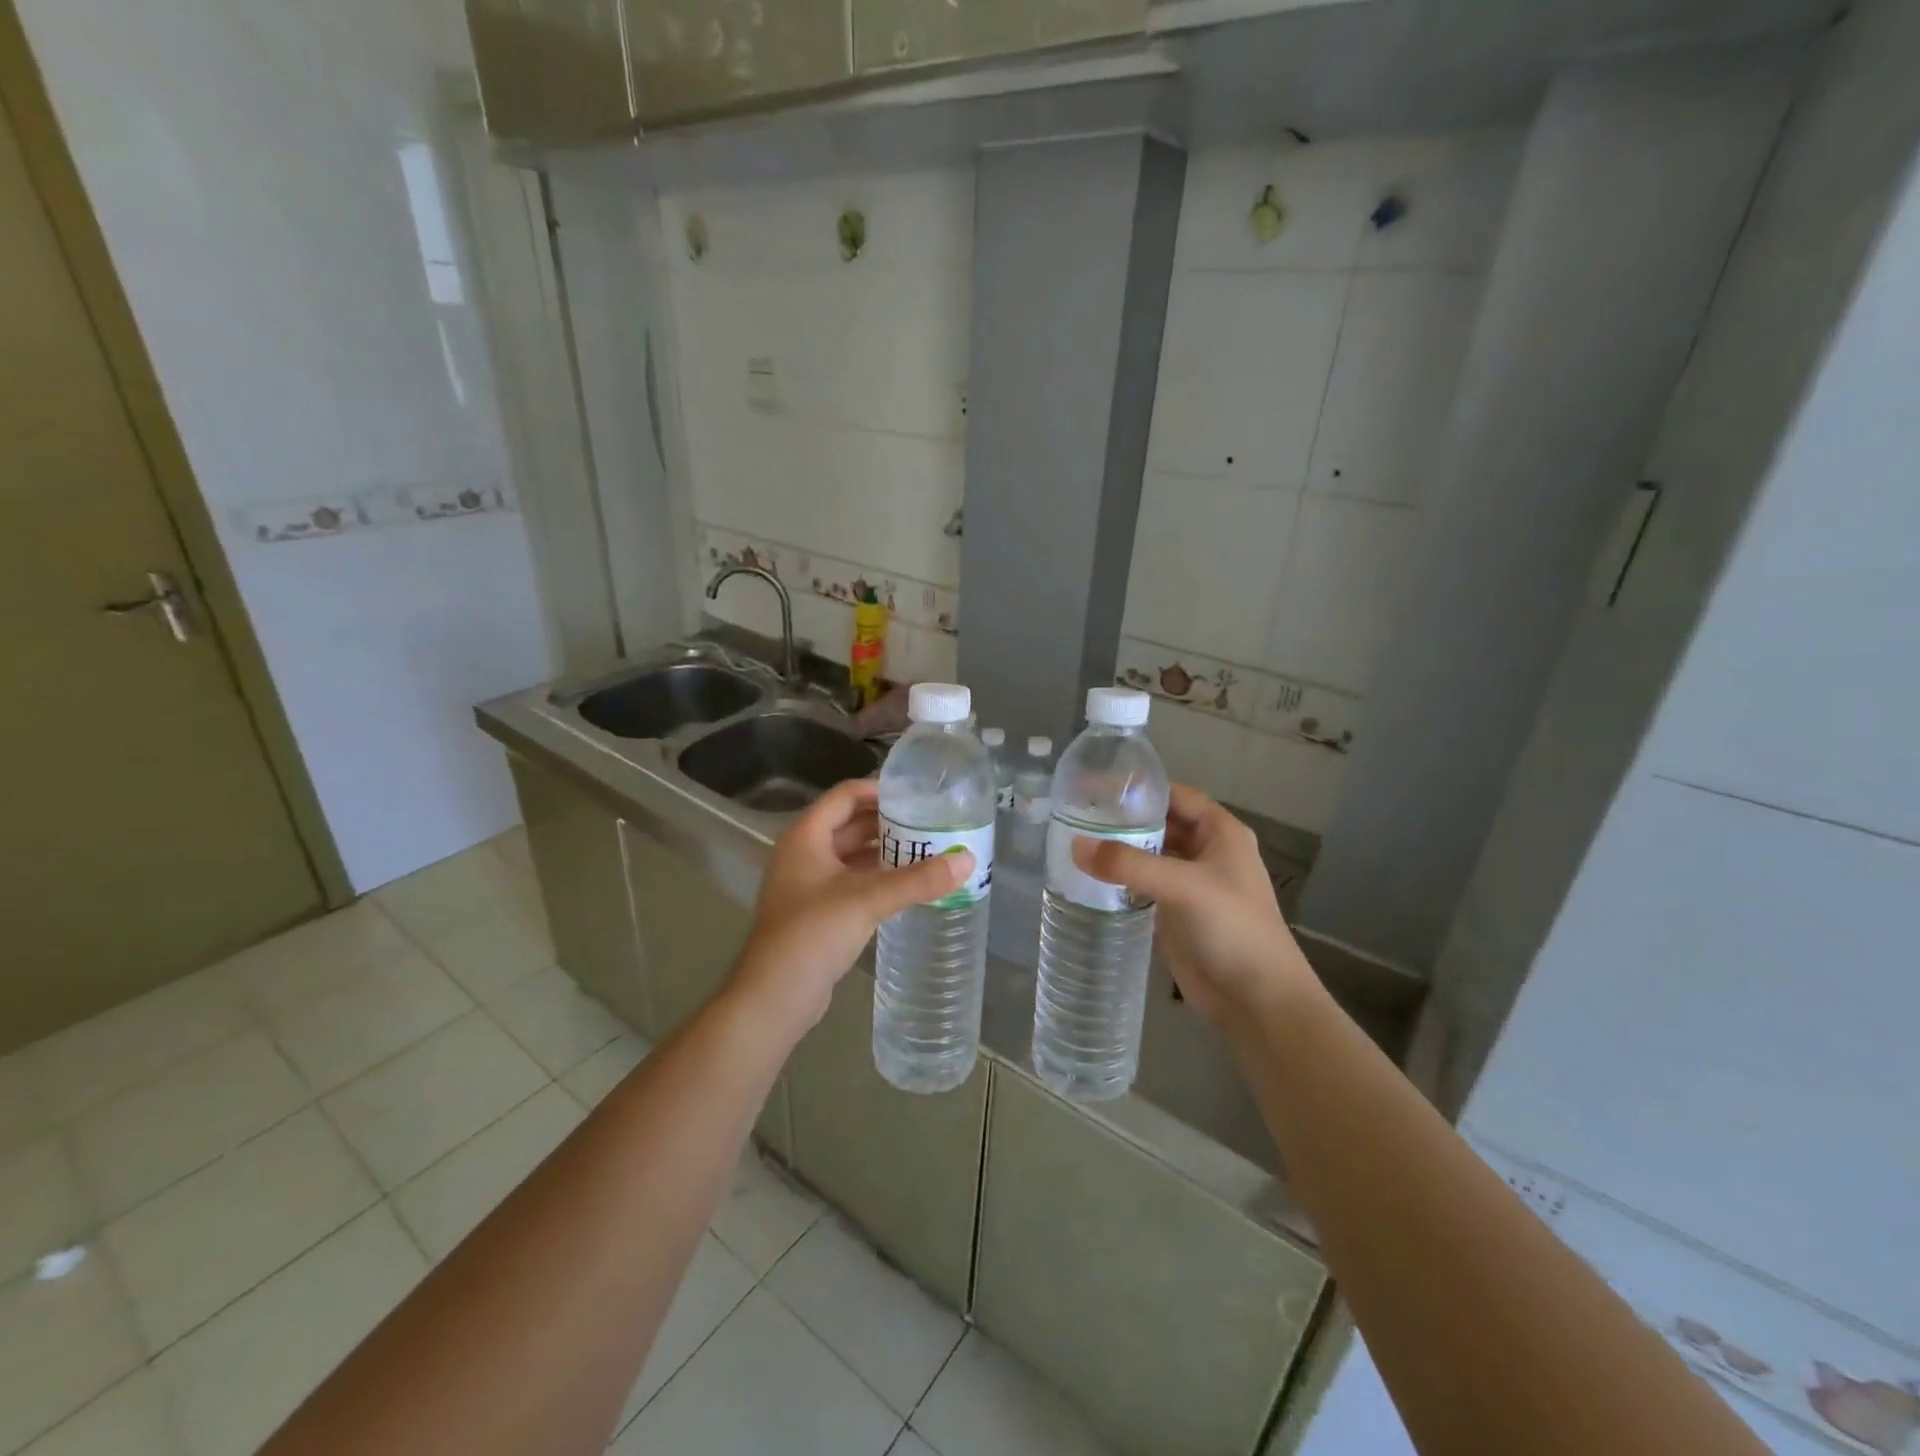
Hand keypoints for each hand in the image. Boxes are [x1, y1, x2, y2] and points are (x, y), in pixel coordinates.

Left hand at [728, 778, 971, 1035]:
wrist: (773, 998)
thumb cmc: (813, 934)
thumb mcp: (868, 900)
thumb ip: (918, 880)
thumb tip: (967, 860)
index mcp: (806, 837)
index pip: (845, 796)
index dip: (879, 790)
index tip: (917, 795)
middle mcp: (804, 854)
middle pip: (850, 825)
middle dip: (889, 824)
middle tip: (931, 824)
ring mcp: (808, 885)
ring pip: (852, 857)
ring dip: (885, 853)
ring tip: (929, 852)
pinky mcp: (817, 913)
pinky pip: (852, 883)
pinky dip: (878, 879)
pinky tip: (908, 887)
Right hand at [1073, 783, 1314, 1024]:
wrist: (1257, 1001)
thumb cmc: (1232, 929)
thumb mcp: (1183, 886)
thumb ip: (1130, 864)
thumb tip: (1075, 846)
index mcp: (1221, 832)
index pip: (1175, 795)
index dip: (1140, 788)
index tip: (1096, 786)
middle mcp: (1206, 852)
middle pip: (1159, 824)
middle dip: (1123, 820)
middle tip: (1075, 815)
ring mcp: (1190, 884)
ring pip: (1149, 855)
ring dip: (1119, 851)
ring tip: (1073, 841)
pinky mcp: (1175, 913)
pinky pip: (1142, 886)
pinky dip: (1120, 880)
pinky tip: (1088, 878)